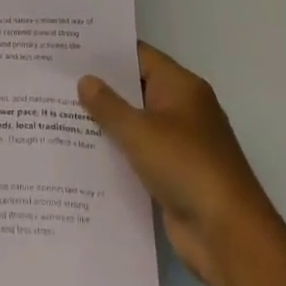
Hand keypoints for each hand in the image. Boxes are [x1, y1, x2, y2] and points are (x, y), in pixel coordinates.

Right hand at [79, 42, 269, 285]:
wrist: (228, 236)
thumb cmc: (185, 166)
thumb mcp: (140, 131)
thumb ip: (108, 105)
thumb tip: (85, 81)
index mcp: (182, 88)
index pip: (139, 56)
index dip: (106, 52)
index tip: (70, 49)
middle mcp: (183, 110)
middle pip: (136, 89)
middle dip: (100, 87)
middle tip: (57, 80)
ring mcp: (179, 145)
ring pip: (135, 124)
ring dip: (105, 123)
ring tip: (59, 113)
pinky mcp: (173, 176)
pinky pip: (138, 155)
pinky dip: (116, 153)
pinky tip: (81, 153)